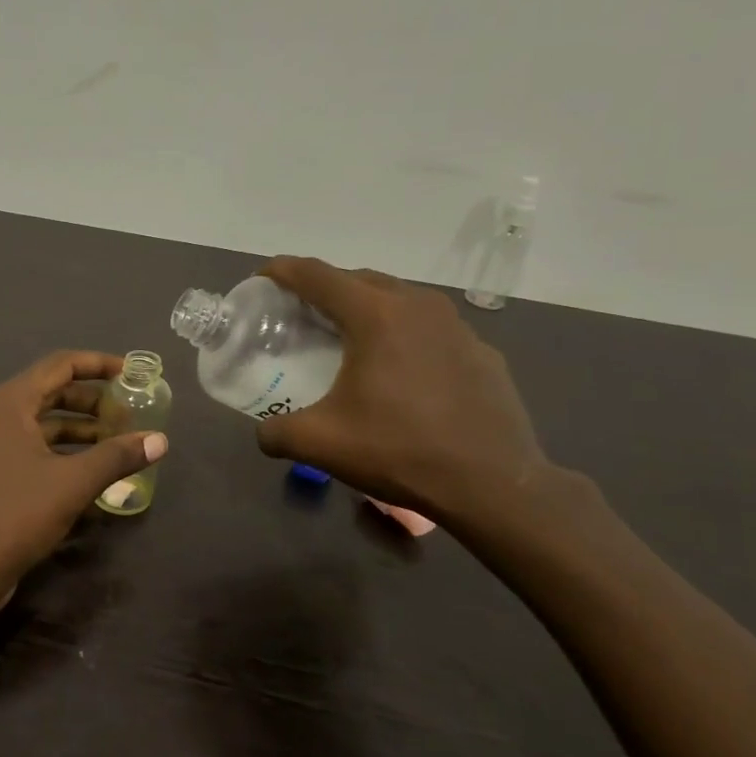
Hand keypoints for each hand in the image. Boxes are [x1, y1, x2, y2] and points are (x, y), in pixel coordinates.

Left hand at [0, 351, 167, 612]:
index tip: (132, 374)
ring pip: (42, 421)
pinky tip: (90, 468)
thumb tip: (160, 440)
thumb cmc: (17, 514)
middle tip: (128, 413)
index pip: (60, 364)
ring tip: (116, 441)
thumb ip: (118, 456)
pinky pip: (32, 445)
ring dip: (79, 427)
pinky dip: (62, 449)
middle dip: (92, 400)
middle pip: (51, 391)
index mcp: (9, 402)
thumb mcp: (74, 482)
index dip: (99, 364)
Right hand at [253, 257, 551, 528]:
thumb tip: (264, 434)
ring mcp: (456, 326)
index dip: (283, 271)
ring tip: (349, 339)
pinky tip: (400, 372)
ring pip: (399, 300)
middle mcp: (418, 305)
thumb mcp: (321, 444)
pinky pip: (430, 329)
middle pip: (359, 279)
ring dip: (368, 309)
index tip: (263, 278)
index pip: (317, 275)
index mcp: (375, 314)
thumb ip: (277, 433)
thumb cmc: (399, 451)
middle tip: (301, 314)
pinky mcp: (481, 350)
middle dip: (325, 289)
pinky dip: (404, 336)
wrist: (492, 485)